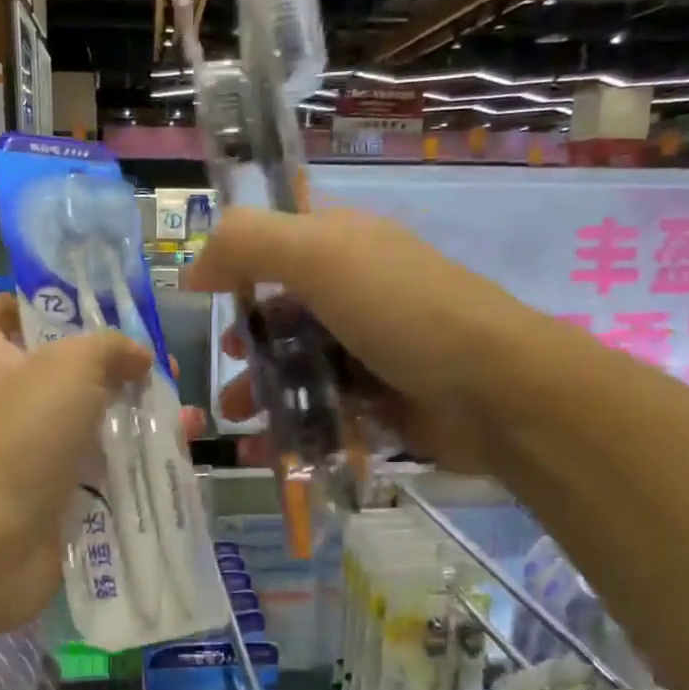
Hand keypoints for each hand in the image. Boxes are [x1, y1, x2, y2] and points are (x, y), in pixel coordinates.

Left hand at [0, 293, 201, 636]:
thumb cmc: (22, 437)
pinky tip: (178, 455)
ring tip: (184, 416)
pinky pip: (105, 471)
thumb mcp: (69, 367)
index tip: (58, 304)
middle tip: (157, 368)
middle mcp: (12, 408)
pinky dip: (139, 462)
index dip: (9, 304)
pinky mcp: (60, 498)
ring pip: (92, 424)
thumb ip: (108, 348)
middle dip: (111, 366)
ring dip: (138, 416)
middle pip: (59, 374)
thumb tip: (139, 356)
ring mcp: (35, 457)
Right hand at [187, 206, 543, 474]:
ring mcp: (370, 346)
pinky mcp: (381, 398)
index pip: (278, 242)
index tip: (205, 297)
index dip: (238, 264)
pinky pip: (323, 408)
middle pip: (283, 309)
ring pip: (299, 363)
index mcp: (343, 243)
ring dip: (261, 388)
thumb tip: (194, 267)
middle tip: (225, 365)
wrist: (494, 390)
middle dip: (246, 339)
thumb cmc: (400, 311)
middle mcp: (356, 289)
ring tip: (237, 417)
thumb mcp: (319, 256)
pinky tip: (266, 447)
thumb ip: (246, 244)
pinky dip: (292, 426)